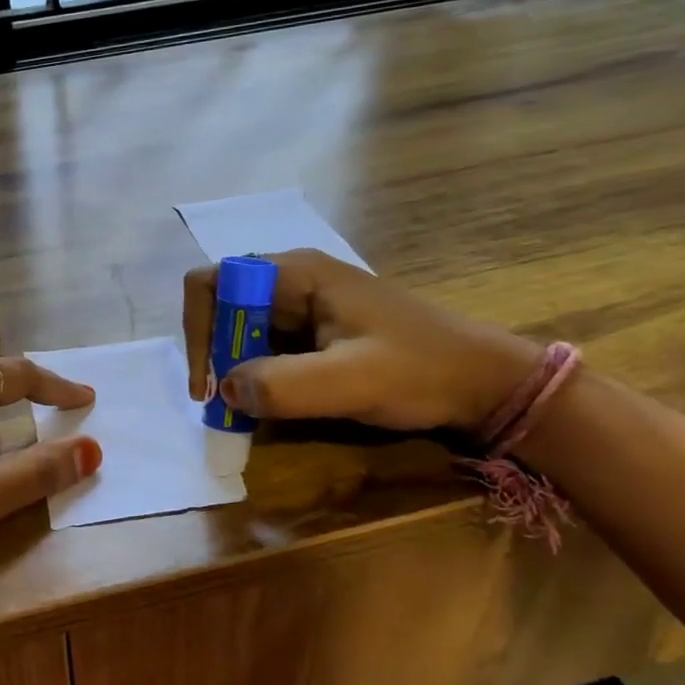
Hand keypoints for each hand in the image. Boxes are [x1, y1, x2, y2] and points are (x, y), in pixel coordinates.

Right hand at [183, 250, 539, 432]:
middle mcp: (292, 281)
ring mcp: (305, 306)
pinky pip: (265, 346)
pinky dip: (256, 375)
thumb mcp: (353, 380)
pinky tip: (271, 404)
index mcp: (296, 273)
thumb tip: (226, 391)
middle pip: (222, 307)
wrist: (485, 383)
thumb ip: (284, 385)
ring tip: (247, 410)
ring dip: (234, 369)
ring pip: (241, 329)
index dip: (199, 330)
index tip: (211, 385)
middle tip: (228, 404)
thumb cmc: (421, 371)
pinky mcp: (315, 331)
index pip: (212, 283)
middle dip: (215, 355)